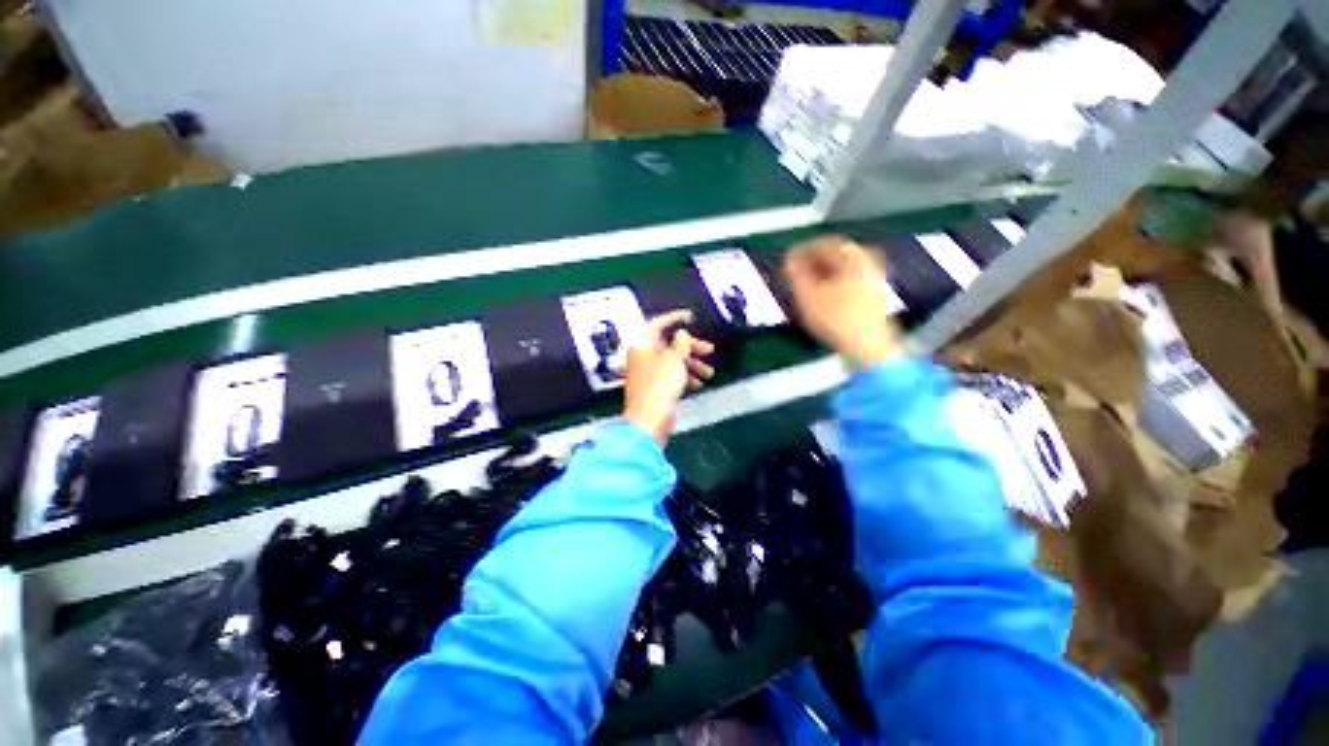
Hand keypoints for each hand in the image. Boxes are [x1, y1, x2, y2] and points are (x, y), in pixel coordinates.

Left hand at [624, 310, 715, 444]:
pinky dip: (685, 377)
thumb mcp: (674, 359)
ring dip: (692, 364)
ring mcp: (649, 373)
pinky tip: (698, 384)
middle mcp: (644, 356)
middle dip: (691, 347)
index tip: (691, 318)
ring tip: (709, 373)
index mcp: (643, 345)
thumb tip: (681, 334)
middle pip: (669, 344)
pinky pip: (671, 376)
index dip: (675, 318)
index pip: (658, 323)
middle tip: (708, 350)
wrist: (648, 421)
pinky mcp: (655, 388)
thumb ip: (681, 342)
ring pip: (673, 361)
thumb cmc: (660, 386)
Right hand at [784, 235, 903, 368]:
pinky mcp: (874, 293)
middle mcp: (867, 261)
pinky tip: (822, 297)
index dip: (800, 251)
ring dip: (820, 274)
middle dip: (811, 262)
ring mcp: (874, 277)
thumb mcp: (807, 295)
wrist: (867, 346)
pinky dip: (832, 283)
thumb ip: (795, 272)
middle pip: (833, 254)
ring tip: (804, 286)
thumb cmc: (837, 320)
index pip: (822, 243)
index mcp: (852, 256)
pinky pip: (848, 279)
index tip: (788, 261)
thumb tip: (790, 259)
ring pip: (841, 268)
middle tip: (794, 273)